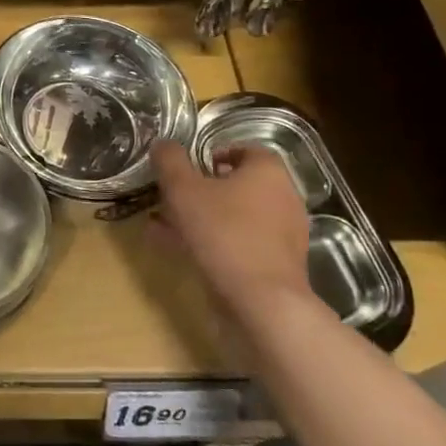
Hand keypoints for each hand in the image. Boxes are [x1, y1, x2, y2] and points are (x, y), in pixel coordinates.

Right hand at [150, 140, 311, 320]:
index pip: (246, 150)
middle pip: (239, 186)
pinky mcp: (275, 266)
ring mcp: (282, 235)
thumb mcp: (183, 189)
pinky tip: (180, 251)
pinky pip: (239, 244)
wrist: (261, 301)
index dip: (217, 153)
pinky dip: (212, 243)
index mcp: (268, 172)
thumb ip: (170, 161)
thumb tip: (163, 144)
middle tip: (173, 196)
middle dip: (204, 189)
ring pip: (235, 217)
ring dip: (203, 218)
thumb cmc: (223, 232)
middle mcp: (282, 199)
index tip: (190, 166)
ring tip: (165, 226)